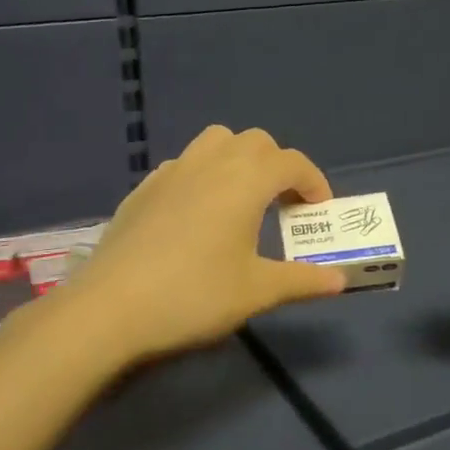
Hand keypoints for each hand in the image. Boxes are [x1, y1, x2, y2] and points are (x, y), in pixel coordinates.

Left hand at [61, 125, 347, 362]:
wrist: (110, 308)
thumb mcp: (256, 291)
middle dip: (278, 165)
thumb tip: (339, 280)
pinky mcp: (144, 188)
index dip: (314, 181)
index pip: (292, 162)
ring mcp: (172, 171)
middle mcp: (211, 163)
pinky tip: (198, 213)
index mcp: (245, 180)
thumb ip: (302, 280)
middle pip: (256, 142)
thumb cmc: (194, 294)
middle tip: (284, 204)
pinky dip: (204, 174)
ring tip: (243, 199)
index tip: (319, 211)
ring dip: (239, 159)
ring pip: (216, 141)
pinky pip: (185, 163)